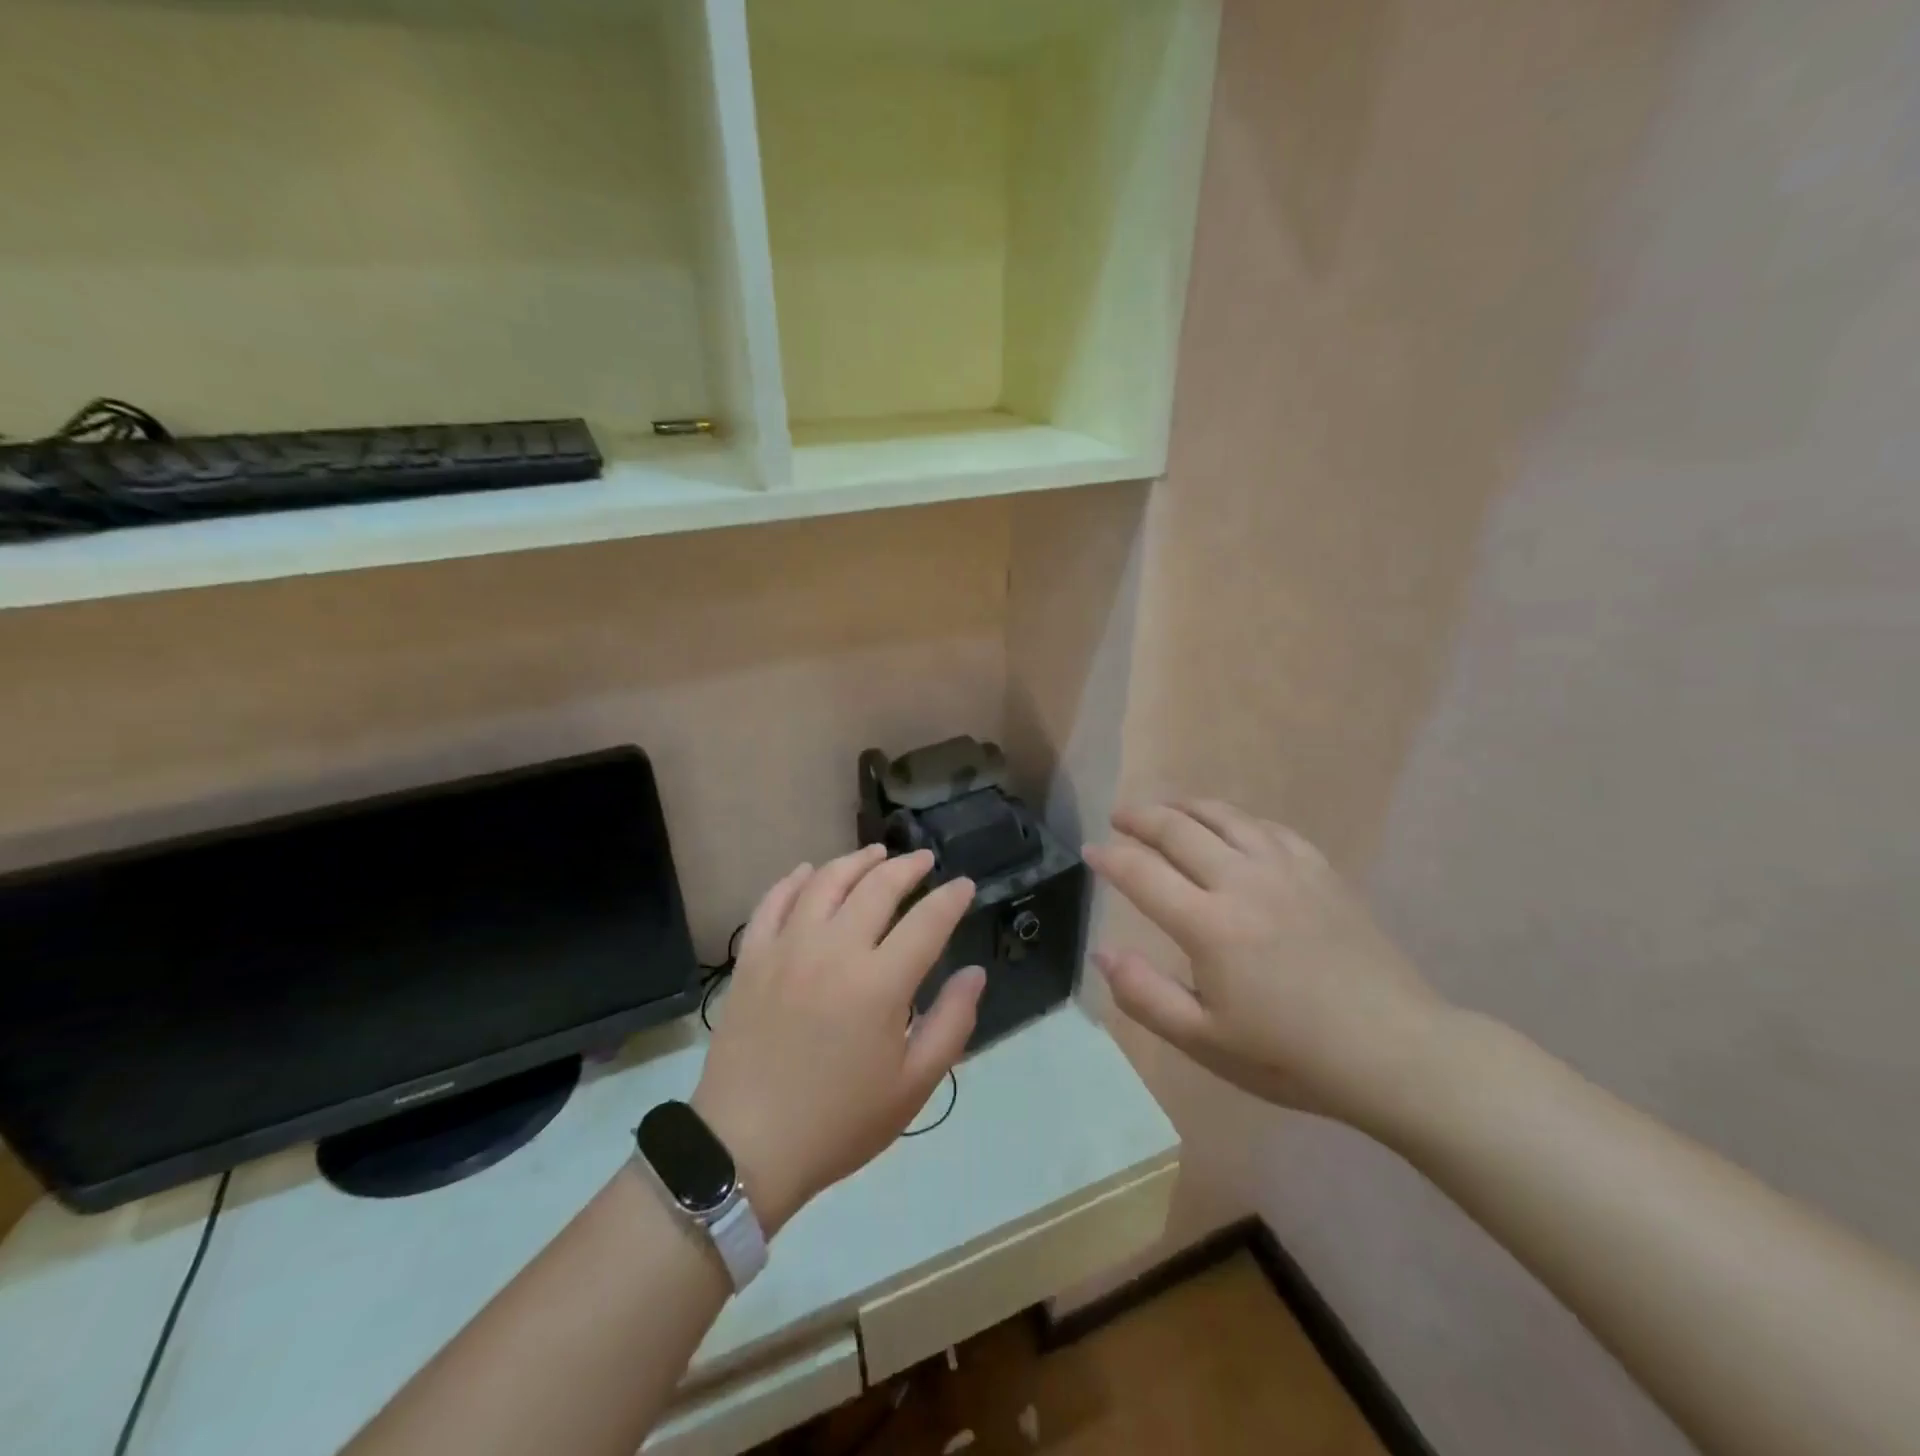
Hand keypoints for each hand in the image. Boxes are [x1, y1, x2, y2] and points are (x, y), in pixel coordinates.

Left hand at [692, 846, 984, 1233]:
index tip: (965, 885)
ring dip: (856, 861)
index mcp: (880, 982)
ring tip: (875, 855)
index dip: (951, 897)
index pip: (928, 921)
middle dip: (908, 867)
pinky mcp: (752, 957)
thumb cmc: (839, 1121)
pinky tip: (809, 872)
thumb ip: (952, 1023)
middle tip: (924, 861)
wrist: (744, 1148)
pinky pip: (773, 901)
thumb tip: (975, 973)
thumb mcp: (913, 1086)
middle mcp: (835, 949)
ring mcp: (787, 948)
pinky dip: (795, 879)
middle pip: (878, 887)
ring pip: (826, 882)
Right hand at [1084, 800, 1449, 1130]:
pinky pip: (1268, 827)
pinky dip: (1236, 819)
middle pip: (1178, 830)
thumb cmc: (1291, 1055)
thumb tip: (1102, 952)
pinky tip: (1231, 826)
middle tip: (1120, 817)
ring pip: (1224, 816)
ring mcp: (1286, 870)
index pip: (1142, 874)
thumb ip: (1144, 995)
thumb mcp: (1205, 1041)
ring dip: (1185, 807)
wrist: (1395, 1052)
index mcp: (1209, 925)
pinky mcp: (1320, 871)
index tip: (1090, 851)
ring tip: (1165, 808)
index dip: (1110, 858)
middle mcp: (1242, 882)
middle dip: (1141, 818)